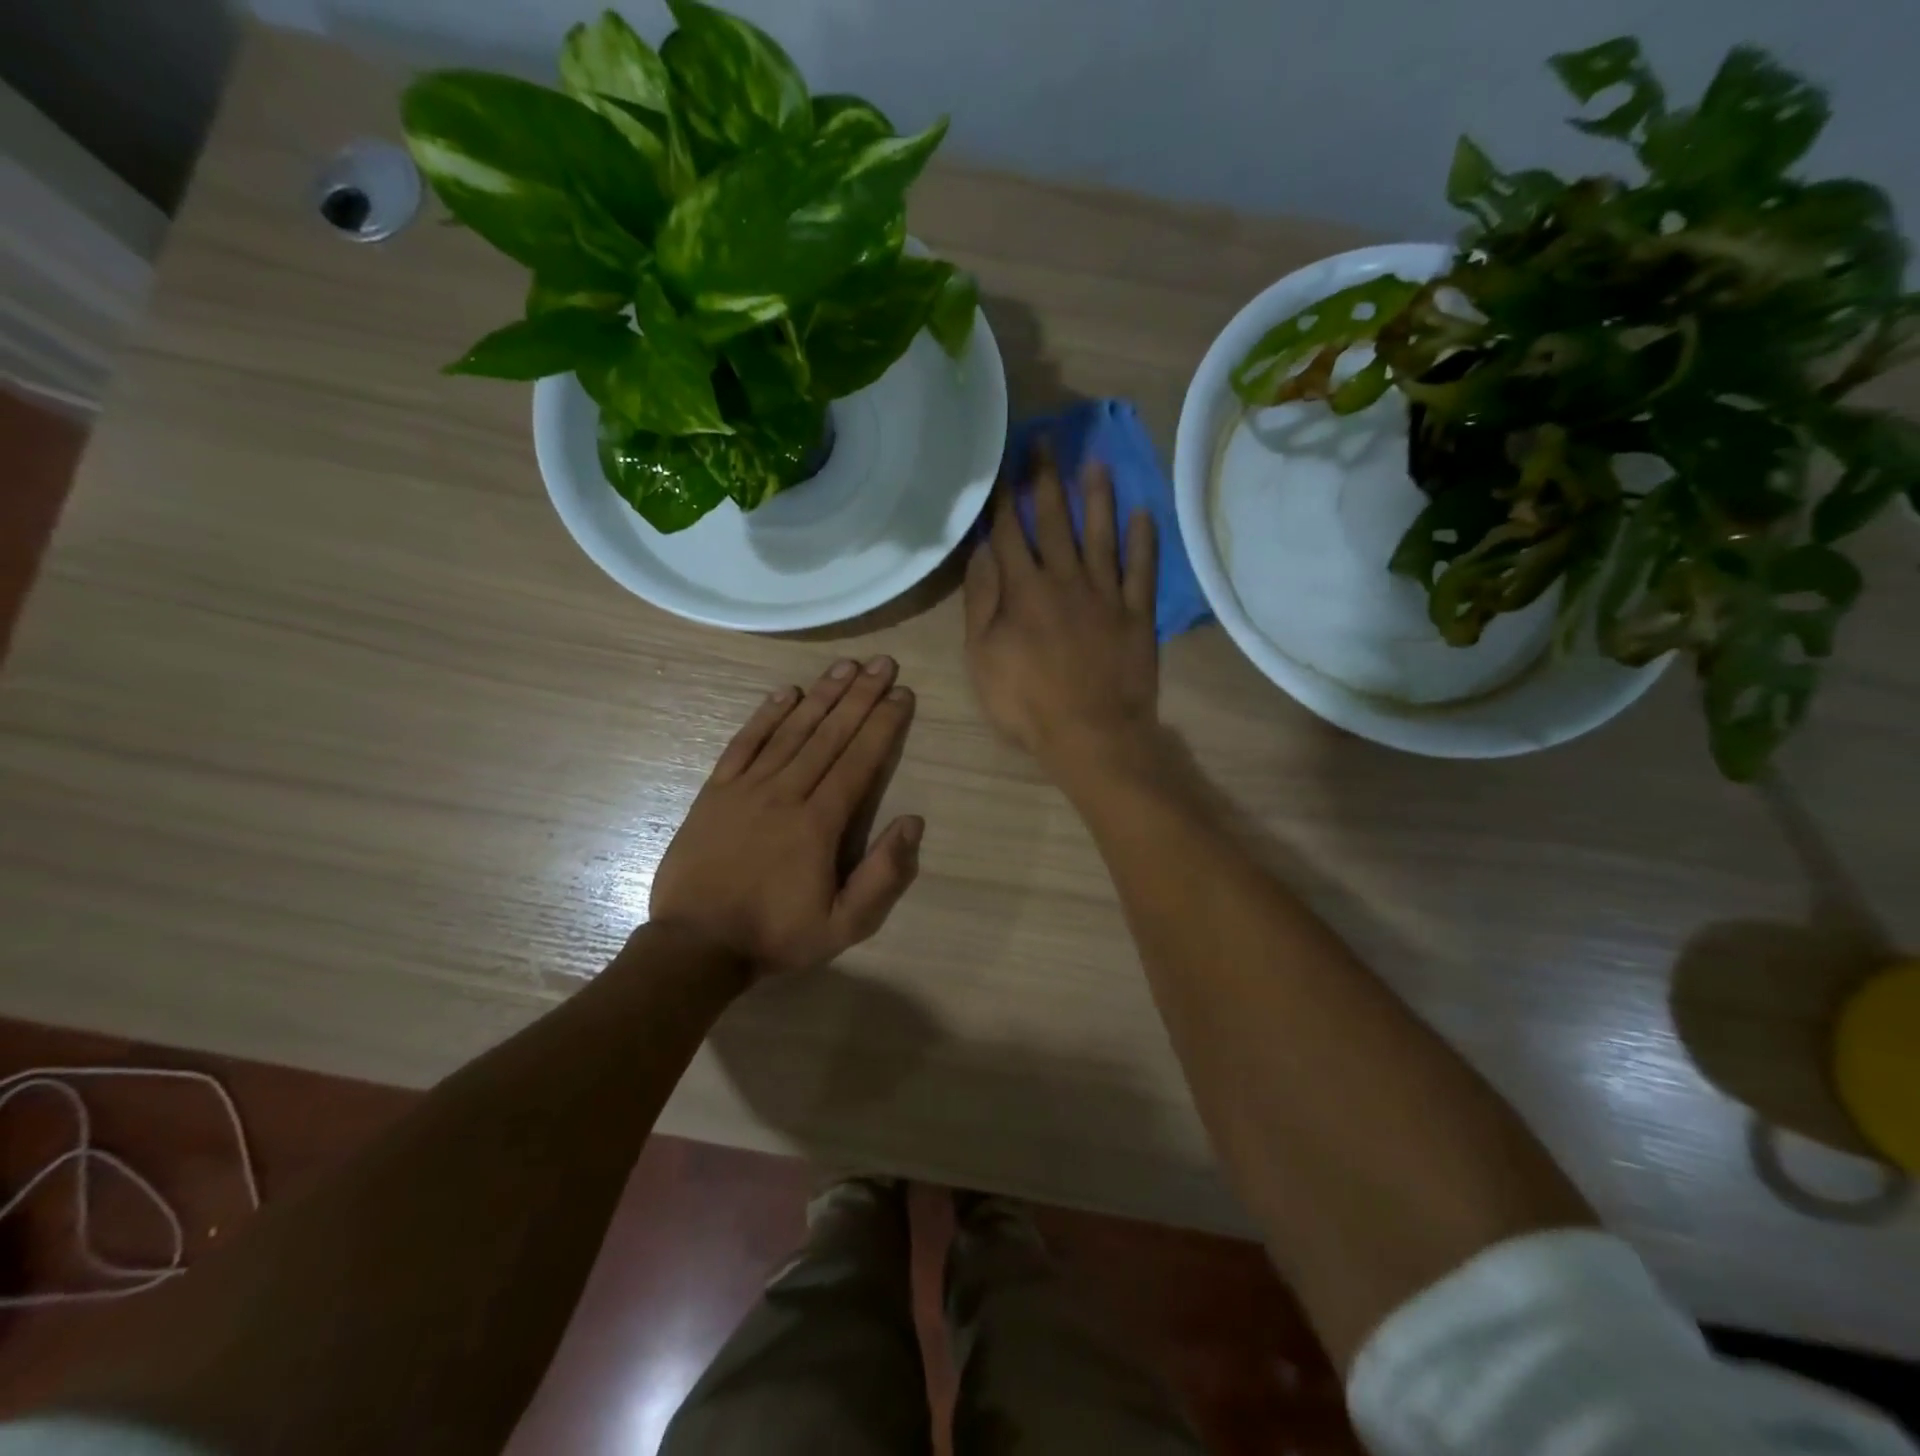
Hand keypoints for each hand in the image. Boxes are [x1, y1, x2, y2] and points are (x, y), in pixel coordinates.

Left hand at [650, 657, 922, 980]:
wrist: (696, 946)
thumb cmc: (776, 936)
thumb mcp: (845, 925)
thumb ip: (883, 875)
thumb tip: (913, 821)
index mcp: (819, 824)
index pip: (859, 761)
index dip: (883, 725)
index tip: (902, 694)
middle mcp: (786, 794)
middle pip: (830, 735)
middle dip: (860, 696)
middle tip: (882, 663)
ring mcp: (746, 789)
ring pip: (791, 731)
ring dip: (821, 695)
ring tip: (845, 665)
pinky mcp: (715, 792)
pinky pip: (744, 744)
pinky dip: (766, 715)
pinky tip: (786, 692)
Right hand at [964, 445, 1159, 772]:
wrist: (1092, 735)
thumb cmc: (1027, 703)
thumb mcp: (983, 658)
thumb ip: (981, 603)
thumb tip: (982, 554)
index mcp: (1024, 591)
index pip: (1010, 533)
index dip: (1004, 498)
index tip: (1002, 465)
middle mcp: (1066, 580)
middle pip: (1055, 521)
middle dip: (1046, 480)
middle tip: (1045, 441)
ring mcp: (1106, 595)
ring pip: (1101, 535)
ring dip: (1097, 497)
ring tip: (1094, 462)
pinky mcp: (1137, 614)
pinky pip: (1142, 570)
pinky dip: (1143, 541)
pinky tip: (1143, 514)